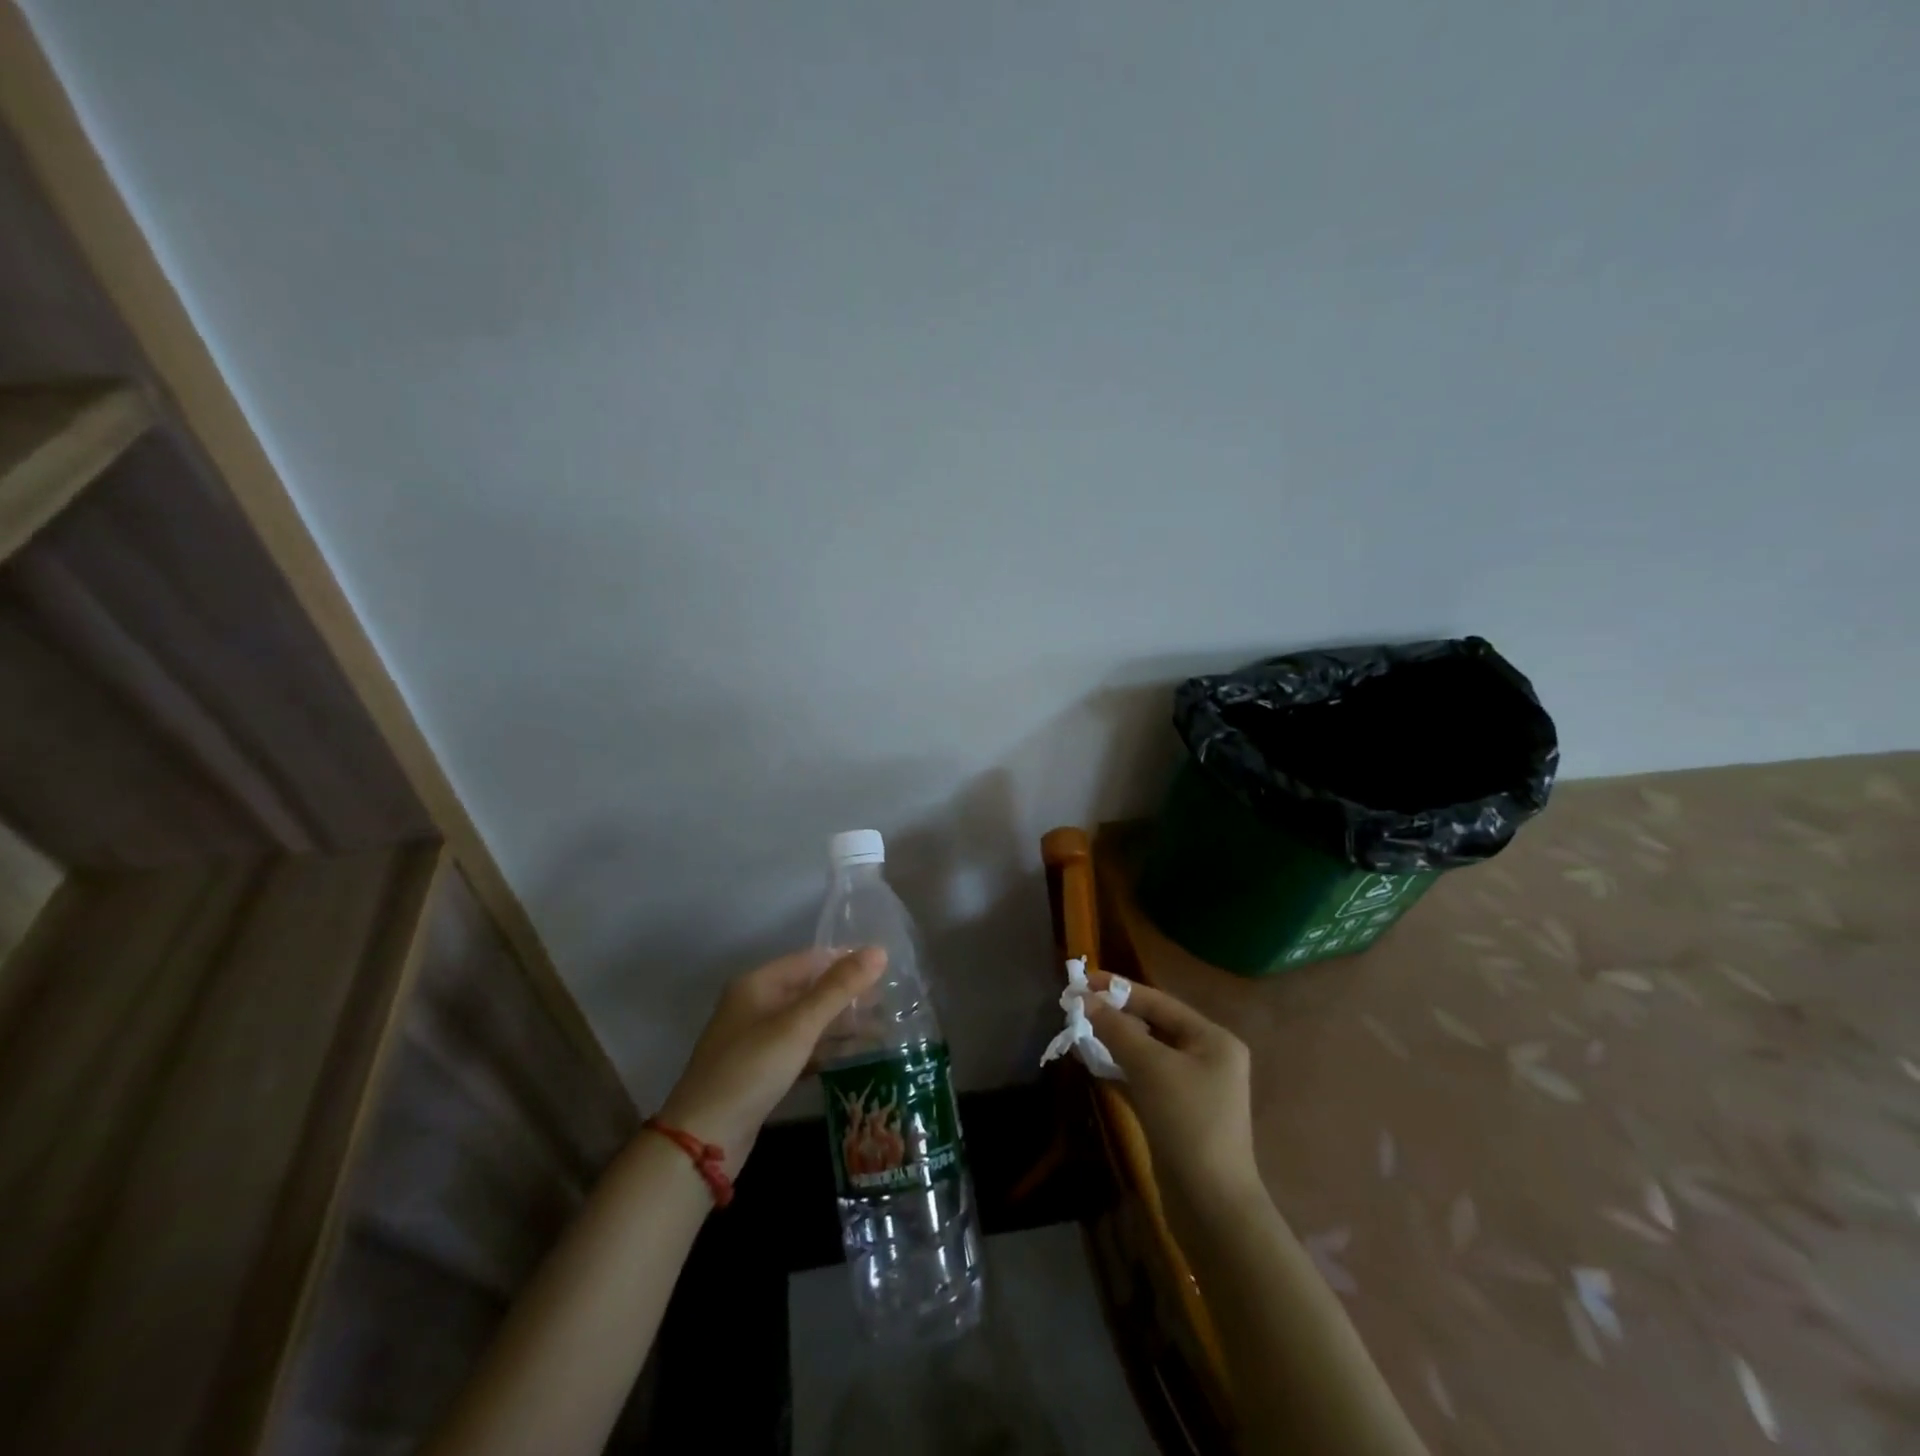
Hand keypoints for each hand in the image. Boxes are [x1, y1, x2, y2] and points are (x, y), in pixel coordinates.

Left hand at [656, 947, 886, 1172]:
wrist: (703, 1139)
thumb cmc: (751, 1069)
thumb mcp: (799, 1025)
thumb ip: (839, 988)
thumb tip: (878, 951)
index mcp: (758, 984)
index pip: (810, 959)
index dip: (847, 961)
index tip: (886, 968)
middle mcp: (755, 1005)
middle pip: (810, 990)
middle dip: (848, 995)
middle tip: (890, 1002)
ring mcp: (756, 1039)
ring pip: (808, 1022)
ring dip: (841, 1024)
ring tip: (882, 1029)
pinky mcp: (761, 1070)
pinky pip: (801, 1048)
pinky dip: (826, 1049)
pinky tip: (854, 1056)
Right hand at [1085, 976, 1259, 1204]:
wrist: (1211, 1205)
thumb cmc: (1187, 1122)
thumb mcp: (1150, 1066)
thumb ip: (1117, 1029)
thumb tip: (1084, 999)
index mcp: (1213, 1039)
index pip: (1160, 1002)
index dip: (1120, 989)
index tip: (1084, 980)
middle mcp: (1208, 1057)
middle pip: (1154, 1025)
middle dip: (1115, 1017)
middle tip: (1077, 1008)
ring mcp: (1194, 1088)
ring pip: (1147, 1053)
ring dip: (1114, 1043)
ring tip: (1078, 1033)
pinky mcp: (1178, 1113)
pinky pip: (1146, 1079)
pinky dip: (1121, 1070)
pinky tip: (1093, 1064)